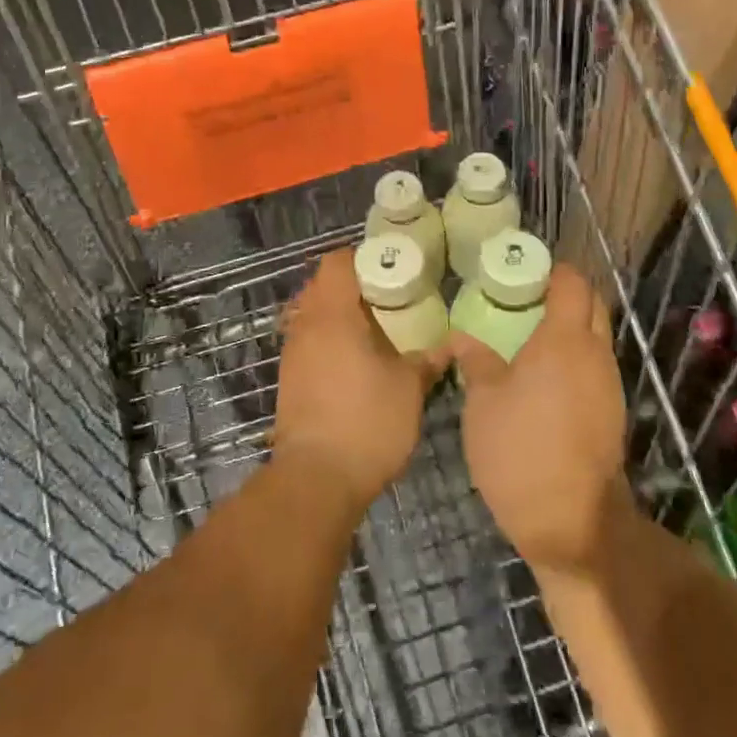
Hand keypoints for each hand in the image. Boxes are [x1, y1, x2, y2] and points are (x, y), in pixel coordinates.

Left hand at [274, 250, 446, 510]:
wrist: (316, 478)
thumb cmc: (366, 421)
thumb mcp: (408, 388)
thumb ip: (427, 360)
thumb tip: (447, 346)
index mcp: (333, 314)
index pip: (337, 262)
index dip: (362, 258)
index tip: (390, 267)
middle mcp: (306, 325)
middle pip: (322, 285)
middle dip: (353, 286)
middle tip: (389, 298)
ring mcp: (293, 353)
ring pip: (313, 315)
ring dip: (339, 315)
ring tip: (376, 330)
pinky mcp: (289, 379)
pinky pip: (309, 341)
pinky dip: (329, 340)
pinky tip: (356, 362)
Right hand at [450, 263, 632, 574]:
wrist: (570, 522)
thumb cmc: (519, 450)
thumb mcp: (483, 402)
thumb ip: (475, 361)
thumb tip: (460, 336)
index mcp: (564, 340)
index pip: (572, 284)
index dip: (554, 270)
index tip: (526, 269)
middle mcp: (595, 354)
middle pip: (593, 305)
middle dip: (567, 293)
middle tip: (527, 297)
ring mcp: (610, 384)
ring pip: (597, 337)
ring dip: (573, 327)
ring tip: (531, 335)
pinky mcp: (613, 412)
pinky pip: (596, 367)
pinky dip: (576, 358)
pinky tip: (545, 376)